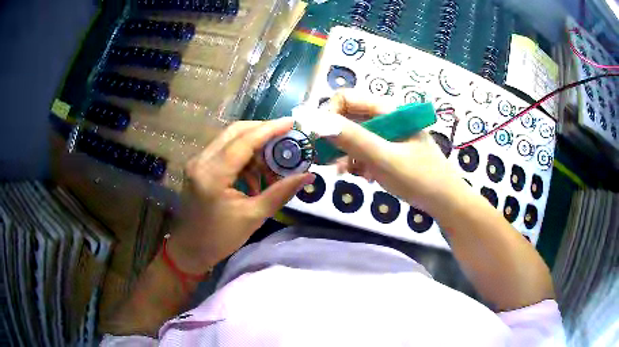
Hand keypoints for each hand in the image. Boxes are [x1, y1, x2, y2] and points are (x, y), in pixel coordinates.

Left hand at [168, 119, 314, 273]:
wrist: (190, 249)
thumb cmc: (220, 238)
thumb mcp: (253, 217)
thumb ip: (280, 192)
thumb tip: (307, 176)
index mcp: (212, 175)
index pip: (244, 141)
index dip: (269, 129)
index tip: (292, 122)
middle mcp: (201, 161)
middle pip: (235, 132)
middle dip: (262, 132)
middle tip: (285, 139)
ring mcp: (197, 162)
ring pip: (229, 140)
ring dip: (253, 148)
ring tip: (271, 168)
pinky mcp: (198, 166)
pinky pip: (224, 151)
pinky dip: (242, 158)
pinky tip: (254, 177)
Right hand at [326, 90, 468, 213]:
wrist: (446, 202)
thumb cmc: (420, 178)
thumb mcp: (385, 158)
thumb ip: (353, 139)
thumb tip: (316, 120)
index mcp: (388, 111)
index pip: (347, 99)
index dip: (329, 115)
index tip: (321, 139)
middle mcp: (386, 120)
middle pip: (349, 119)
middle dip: (334, 138)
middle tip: (325, 160)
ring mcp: (388, 137)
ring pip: (354, 137)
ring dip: (344, 153)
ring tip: (342, 173)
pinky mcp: (389, 153)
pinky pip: (364, 152)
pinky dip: (357, 163)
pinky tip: (360, 177)